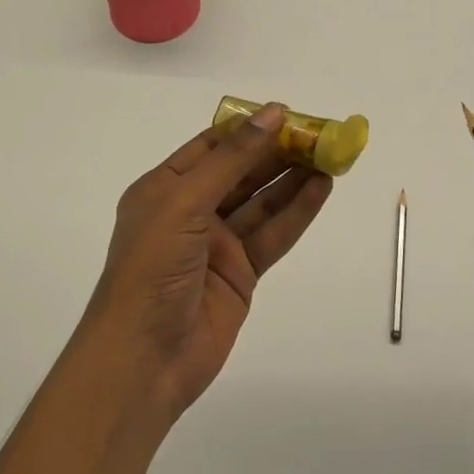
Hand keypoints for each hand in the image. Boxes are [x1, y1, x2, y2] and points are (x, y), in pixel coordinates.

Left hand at [85, 104, 333, 423]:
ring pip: (262, 201)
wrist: (143, 361)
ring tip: (330, 156)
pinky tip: (321, 189)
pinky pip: (272, 234)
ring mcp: (217, 244)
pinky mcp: (241, 273)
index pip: (212, 146)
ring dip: (293, 179)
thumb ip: (232, 159)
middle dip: (278, 152)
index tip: (287, 113)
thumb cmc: (151, 269)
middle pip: (242, 172)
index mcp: (165, 187)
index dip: (249, 128)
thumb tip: (272, 113)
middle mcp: (191, 211)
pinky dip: (297, 212)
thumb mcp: (184, 202)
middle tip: (319, 134)